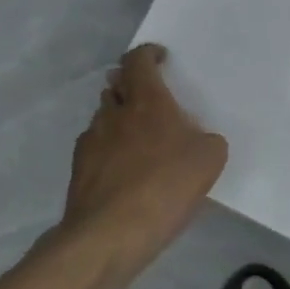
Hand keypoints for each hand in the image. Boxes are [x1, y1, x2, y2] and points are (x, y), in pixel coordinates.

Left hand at [56, 45, 228, 260]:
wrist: (111, 233)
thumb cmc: (166, 185)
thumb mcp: (210, 159)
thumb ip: (206, 140)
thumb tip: (196, 140)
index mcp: (148, 101)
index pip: (139, 61)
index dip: (148, 54)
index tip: (160, 58)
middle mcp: (114, 114)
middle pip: (116, 86)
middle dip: (131, 86)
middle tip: (151, 98)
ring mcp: (91, 141)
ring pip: (105, 117)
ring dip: (120, 119)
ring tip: (141, 139)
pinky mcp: (79, 170)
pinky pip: (97, 148)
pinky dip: (110, 150)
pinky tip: (126, 171)